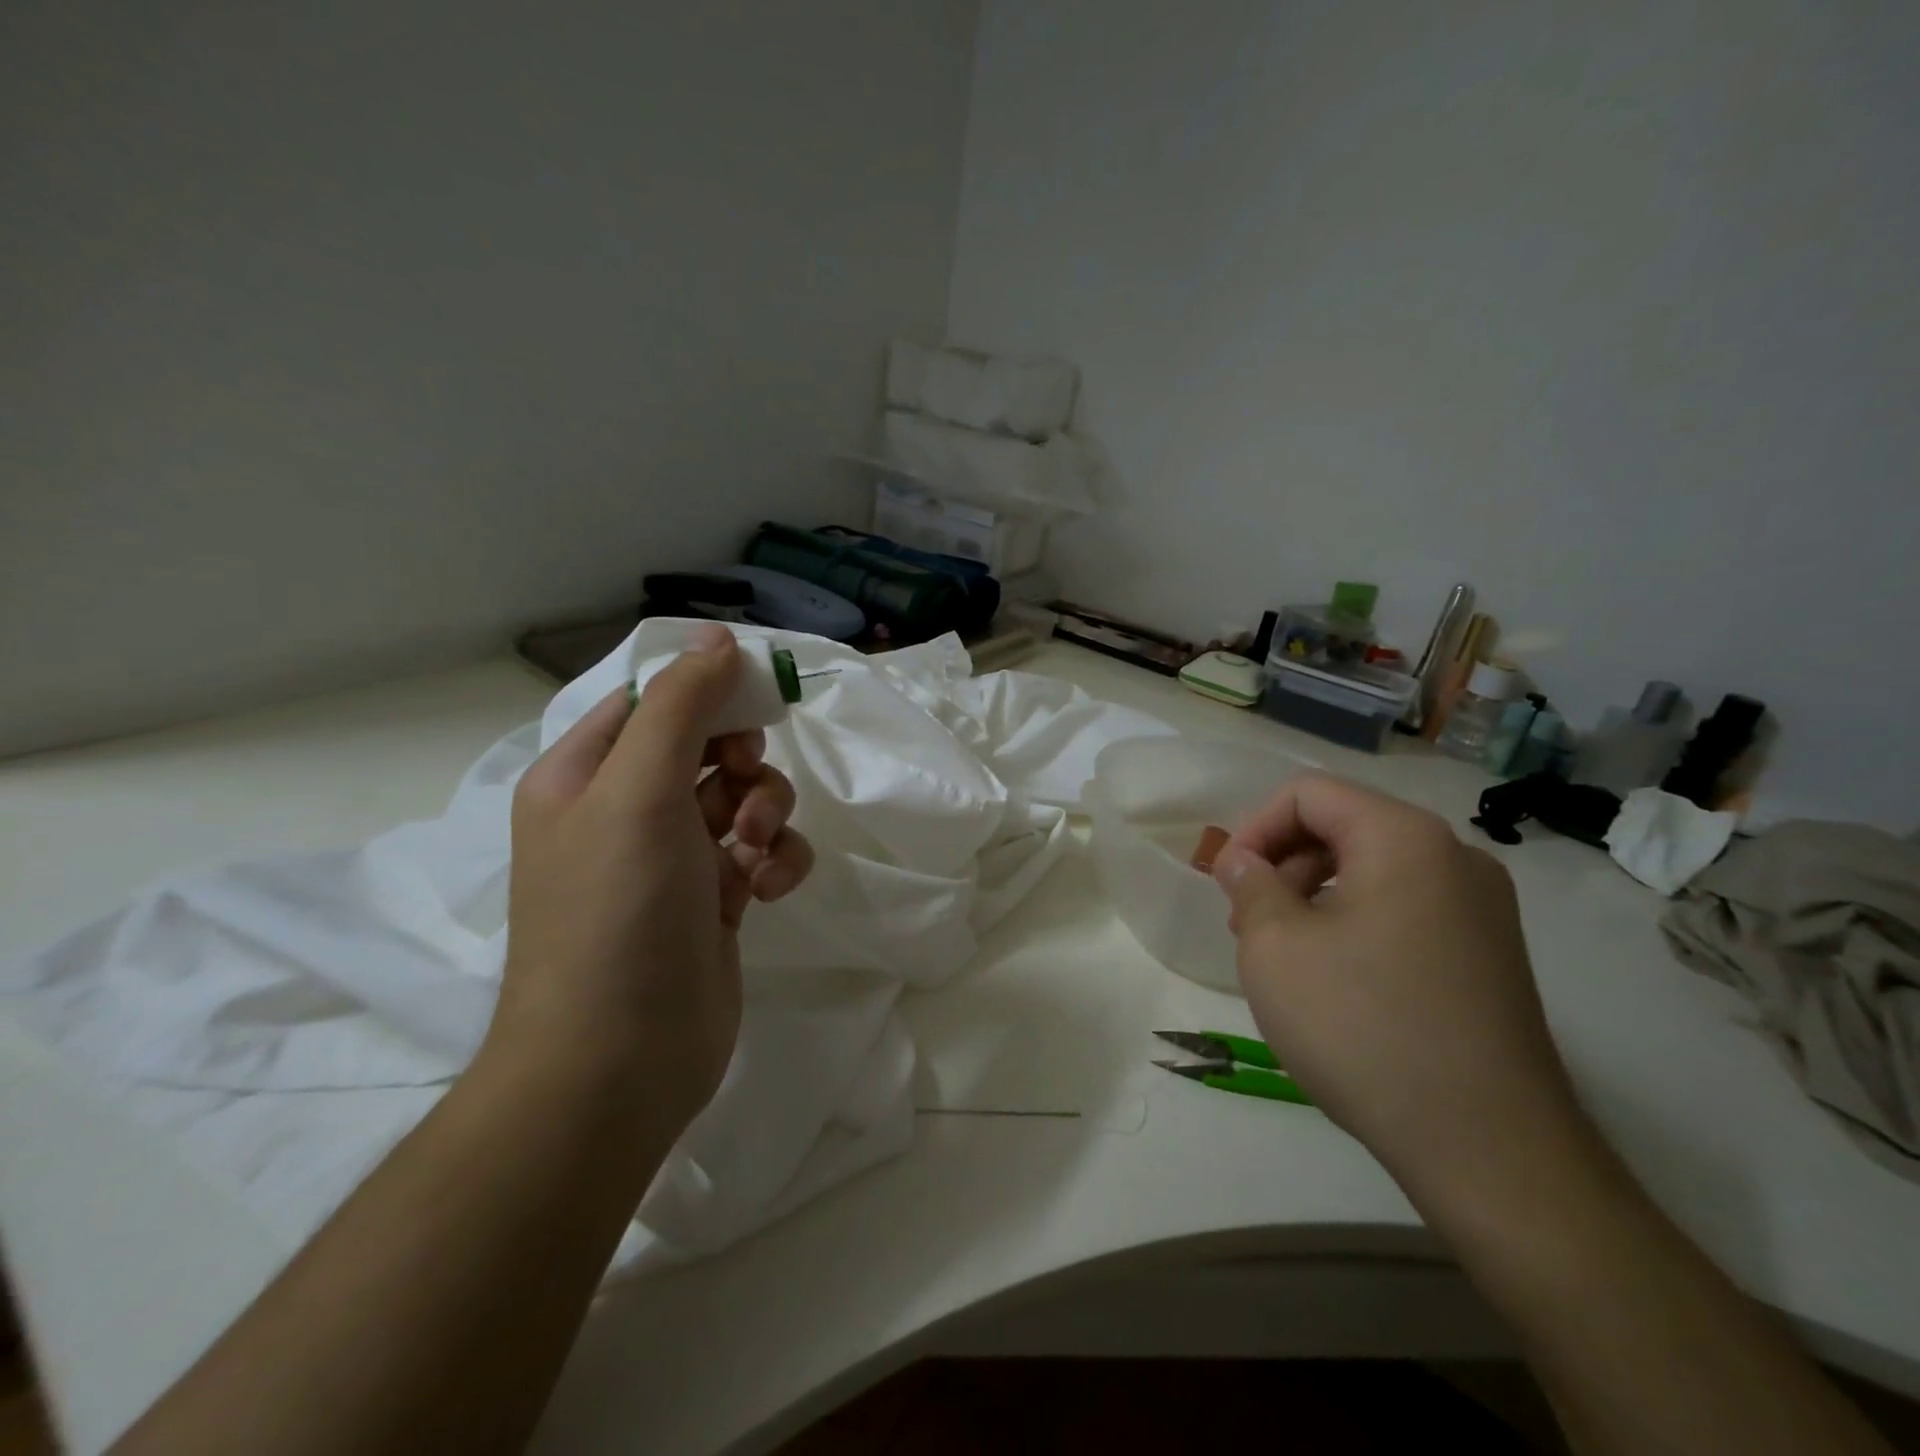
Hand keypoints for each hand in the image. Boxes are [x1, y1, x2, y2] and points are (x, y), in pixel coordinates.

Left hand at [491, 625, 814, 1134]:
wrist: (619, 1060)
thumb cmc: (617, 912)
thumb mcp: (640, 792)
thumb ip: (681, 706)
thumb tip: (717, 636)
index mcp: (587, 775)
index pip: (651, 701)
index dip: (706, 694)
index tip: (755, 703)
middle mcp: (626, 811)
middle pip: (707, 747)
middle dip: (743, 762)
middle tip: (748, 786)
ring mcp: (673, 859)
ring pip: (743, 798)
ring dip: (766, 814)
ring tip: (755, 852)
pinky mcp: (715, 900)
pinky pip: (761, 852)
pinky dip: (776, 860)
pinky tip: (768, 889)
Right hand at [1212, 774, 1581, 1206]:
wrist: (1489, 1149)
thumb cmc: (1363, 1027)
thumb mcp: (1275, 947)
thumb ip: (1249, 885)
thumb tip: (1243, 861)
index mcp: (1404, 838)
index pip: (1309, 794)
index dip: (1255, 827)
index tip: (1229, 882)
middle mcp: (1454, 857)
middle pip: (1344, 826)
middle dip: (1284, 864)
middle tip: (1249, 924)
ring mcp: (1481, 908)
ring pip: (1373, 869)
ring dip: (1315, 895)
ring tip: (1286, 956)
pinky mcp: (1489, 954)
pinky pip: (1405, 908)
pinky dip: (1356, 922)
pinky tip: (1336, 979)